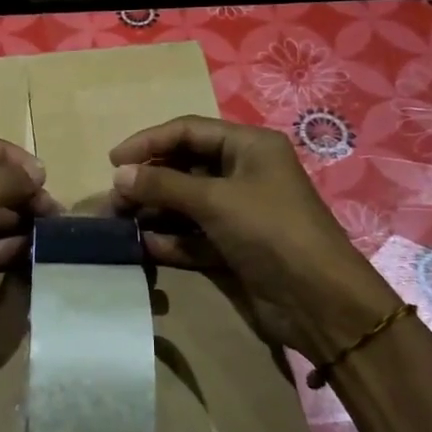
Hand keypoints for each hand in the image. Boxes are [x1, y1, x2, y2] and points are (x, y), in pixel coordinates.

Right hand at [110, 115, 395, 361]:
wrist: (318, 300)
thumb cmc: (270, 232)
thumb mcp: (215, 200)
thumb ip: (164, 184)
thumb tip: (119, 174)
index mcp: (249, 147)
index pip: (188, 131)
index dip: (149, 142)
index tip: (113, 161)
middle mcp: (244, 173)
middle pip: (184, 167)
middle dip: (148, 181)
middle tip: (113, 200)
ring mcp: (239, 213)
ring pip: (185, 204)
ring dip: (153, 212)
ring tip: (118, 224)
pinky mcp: (234, 247)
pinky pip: (193, 236)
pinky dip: (170, 240)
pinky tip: (143, 247)